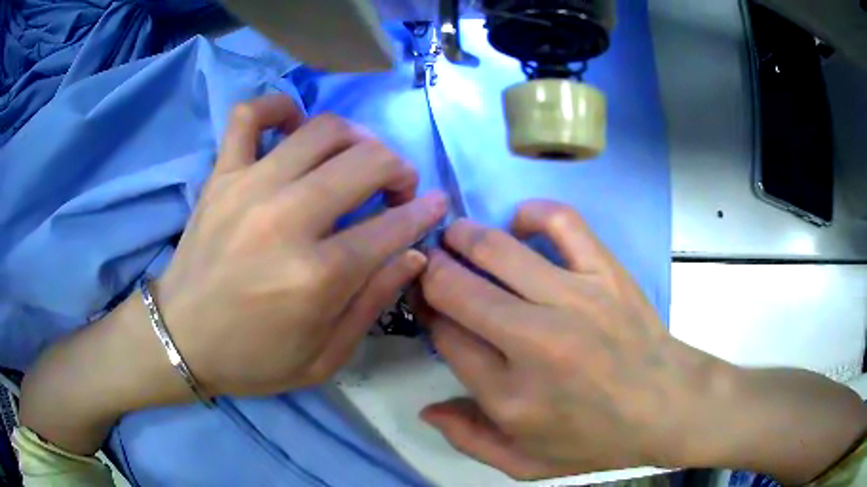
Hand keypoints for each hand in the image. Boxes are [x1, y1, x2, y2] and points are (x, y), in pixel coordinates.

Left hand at [157, 95, 446, 395]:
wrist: (181, 340)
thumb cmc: (253, 358)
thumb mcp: (325, 358)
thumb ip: (373, 303)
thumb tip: (413, 252)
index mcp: (317, 277)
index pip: (391, 227)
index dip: (423, 212)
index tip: (435, 205)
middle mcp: (287, 219)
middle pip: (366, 162)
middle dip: (398, 169)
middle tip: (397, 188)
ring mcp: (249, 188)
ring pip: (322, 129)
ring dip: (357, 138)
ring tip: (357, 159)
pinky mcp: (221, 175)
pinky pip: (249, 115)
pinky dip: (279, 107)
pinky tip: (295, 125)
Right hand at [416, 200, 713, 477]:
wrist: (667, 407)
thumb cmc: (596, 440)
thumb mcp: (525, 464)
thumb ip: (469, 440)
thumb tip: (425, 409)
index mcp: (508, 396)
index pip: (444, 335)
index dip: (428, 312)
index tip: (430, 305)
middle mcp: (534, 343)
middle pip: (457, 287)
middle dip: (432, 270)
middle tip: (432, 266)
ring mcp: (574, 300)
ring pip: (496, 249)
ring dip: (463, 237)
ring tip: (457, 237)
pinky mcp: (606, 274)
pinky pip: (561, 222)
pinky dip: (531, 214)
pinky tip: (519, 224)